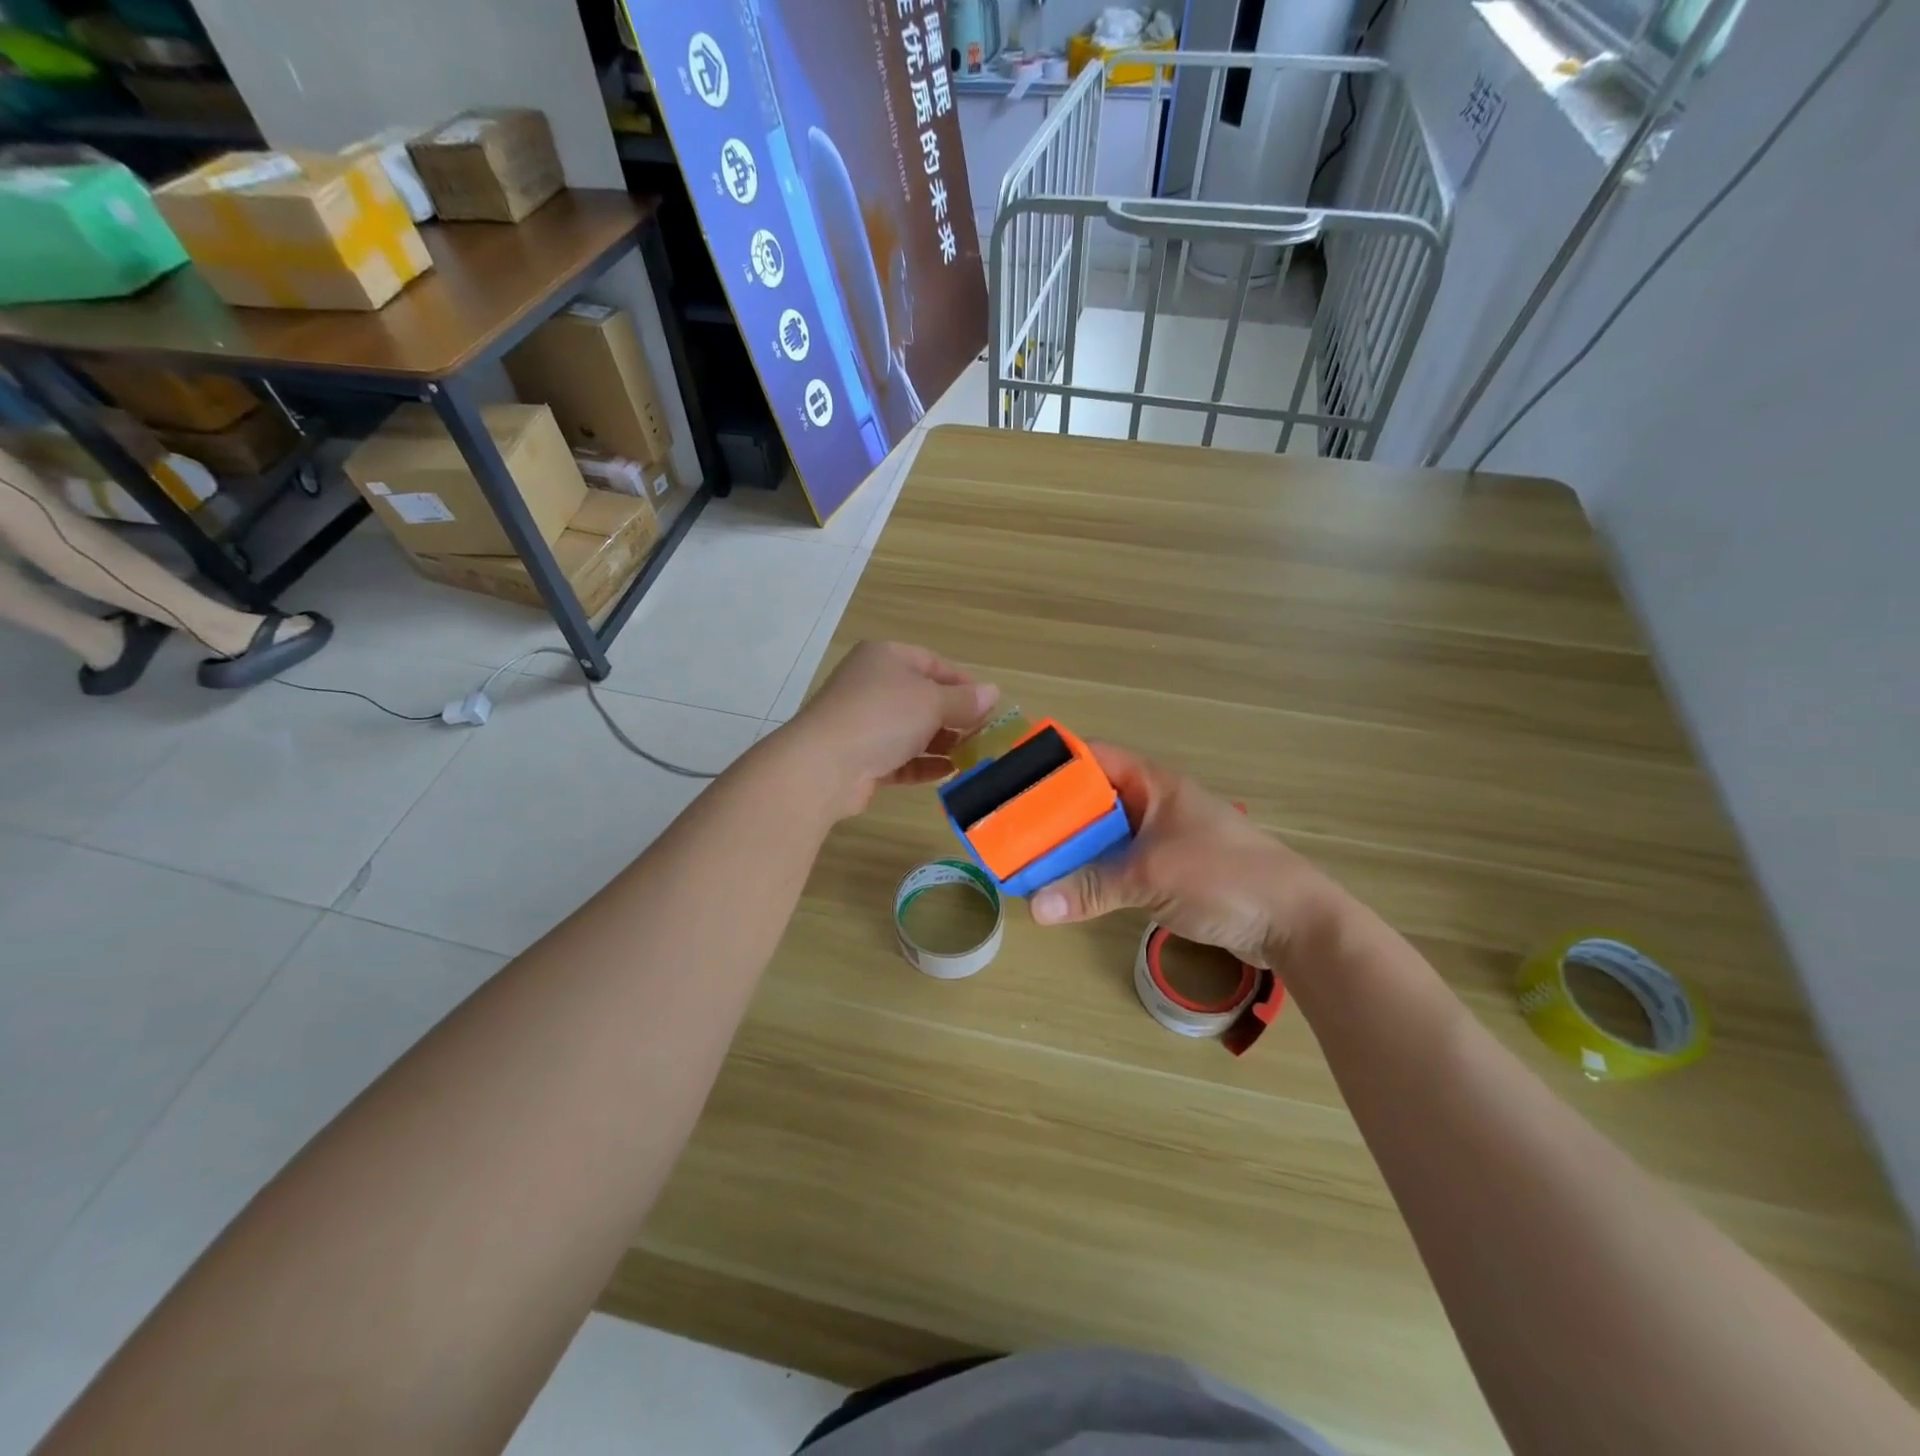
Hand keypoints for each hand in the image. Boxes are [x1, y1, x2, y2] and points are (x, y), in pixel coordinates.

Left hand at [785, 641, 998, 818]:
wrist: (824, 764)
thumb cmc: (883, 717)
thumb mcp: (932, 701)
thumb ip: (964, 700)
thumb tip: (993, 693)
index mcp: (885, 658)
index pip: (931, 662)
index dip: (962, 682)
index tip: (988, 704)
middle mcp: (871, 685)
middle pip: (922, 698)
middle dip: (954, 716)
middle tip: (983, 733)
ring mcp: (863, 723)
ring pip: (911, 730)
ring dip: (941, 743)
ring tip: (972, 756)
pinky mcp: (861, 758)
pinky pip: (899, 758)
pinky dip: (923, 764)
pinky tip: (949, 772)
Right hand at [1029, 742, 1338, 970]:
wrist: (1294, 922)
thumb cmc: (1224, 877)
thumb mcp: (1151, 877)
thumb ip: (1090, 888)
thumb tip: (1034, 907)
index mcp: (1153, 784)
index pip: (1093, 756)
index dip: (1054, 762)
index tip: (1013, 779)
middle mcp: (1153, 804)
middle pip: (1092, 798)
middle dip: (1053, 813)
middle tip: (1010, 829)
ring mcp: (1162, 838)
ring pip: (1104, 835)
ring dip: (1072, 848)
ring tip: (1027, 860)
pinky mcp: (1168, 871)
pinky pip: (1119, 864)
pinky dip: (1093, 874)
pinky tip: (1066, 888)